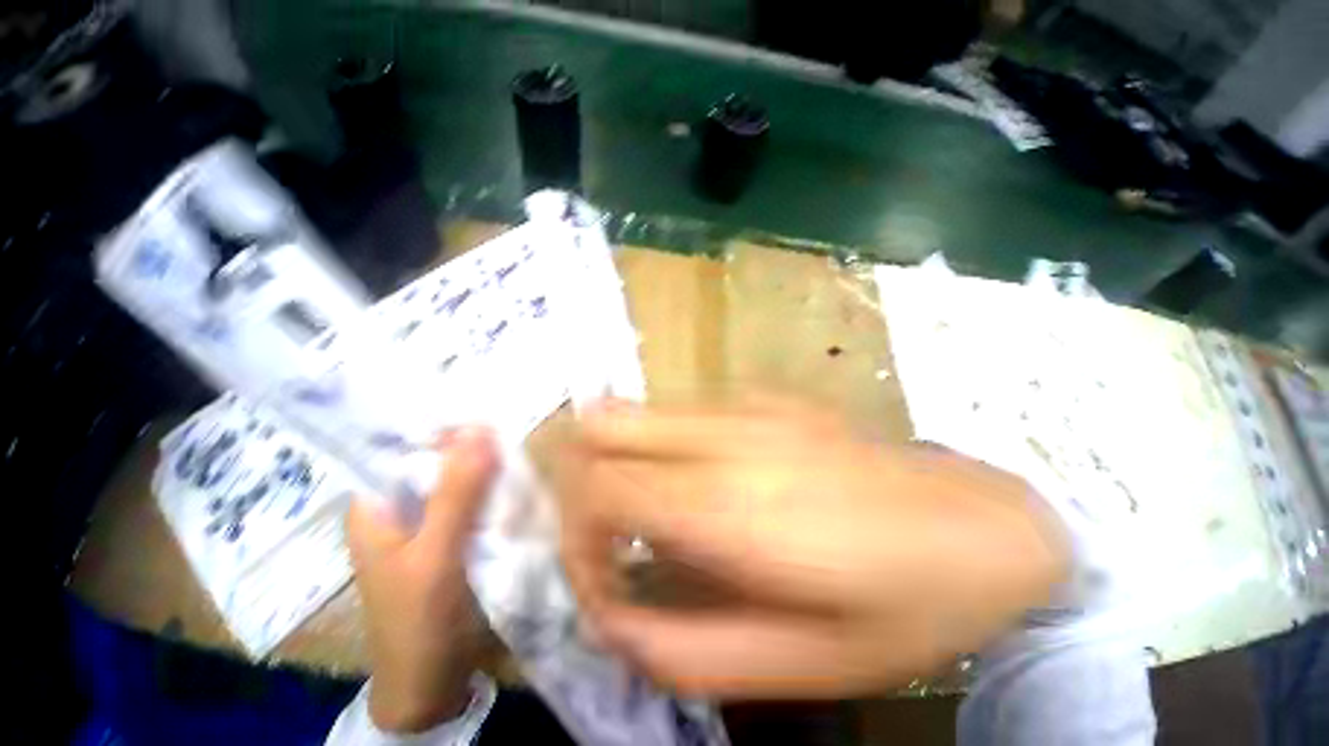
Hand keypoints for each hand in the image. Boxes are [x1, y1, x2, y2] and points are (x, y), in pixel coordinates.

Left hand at [345, 428, 497, 732]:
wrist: (430, 685)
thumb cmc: (418, 621)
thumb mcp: (436, 553)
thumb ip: (457, 492)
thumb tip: (481, 427)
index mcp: (376, 504)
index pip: (405, 444)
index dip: (445, 424)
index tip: (488, 408)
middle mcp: (398, 507)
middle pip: (436, 461)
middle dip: (473, 447)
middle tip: (514, 429)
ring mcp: (426, 524)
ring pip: (459, 481)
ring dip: (487, 469)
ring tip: (522, 450)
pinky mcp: (450, 539)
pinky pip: (473, 502)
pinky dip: (493, 492)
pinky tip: (517, 483)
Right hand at [556, 399, 1067, 698]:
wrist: (983, 523)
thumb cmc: (905, 604)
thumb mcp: (802, 664)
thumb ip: (689, 650)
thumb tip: (615, 615)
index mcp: (734, 506)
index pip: (601, 491)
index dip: (576, 538)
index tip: (600, 580)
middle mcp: (726, 436)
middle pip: (603, 427)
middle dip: (579, 480)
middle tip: (605, 533)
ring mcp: (744, 404)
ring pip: (635, 410)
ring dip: (617, 460)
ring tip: (645, 509)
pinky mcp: (761, 396)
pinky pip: (677, 413)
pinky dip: (658, 445)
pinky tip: (696, 480)